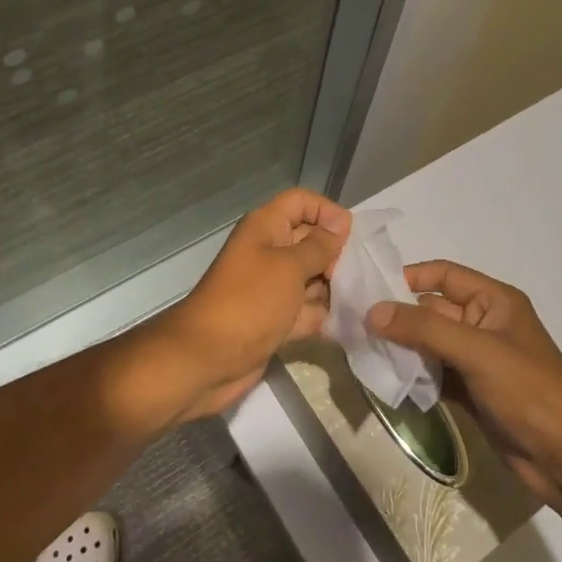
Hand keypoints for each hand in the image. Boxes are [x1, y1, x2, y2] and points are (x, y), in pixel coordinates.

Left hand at [146, 189, 349, 423]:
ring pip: (312, 279)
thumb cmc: (250, 302)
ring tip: (352, 303)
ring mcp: (271, 288)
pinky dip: (320, 317)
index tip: (349, 237)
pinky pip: (305, 310)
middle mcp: (269, 252)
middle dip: (335, 256)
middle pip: (311, 240)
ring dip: (332, 290)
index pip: (301, 202)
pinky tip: (340, 326)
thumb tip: (340, 226)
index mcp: (266, 228)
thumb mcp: (289, 267)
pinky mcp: (275, 319)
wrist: (207, 359)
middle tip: (354, 276)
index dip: (327, 212)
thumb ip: (319, 246)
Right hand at [371, 261, 561, 522]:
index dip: (408, 278)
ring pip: (429, 344)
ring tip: (363, 354)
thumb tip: (372, 311)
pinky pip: (434, 374)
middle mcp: (484, 323)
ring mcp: (477, 360)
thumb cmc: (528, 390)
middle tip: (354, 327)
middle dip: (397, 317)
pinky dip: (414, 377)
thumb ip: (424, 329)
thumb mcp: (477, 351)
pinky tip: (388, 382)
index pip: (444, 275)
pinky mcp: (471, 392)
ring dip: (401, 349)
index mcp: (494, 300)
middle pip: (432, 310)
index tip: (368, 290)